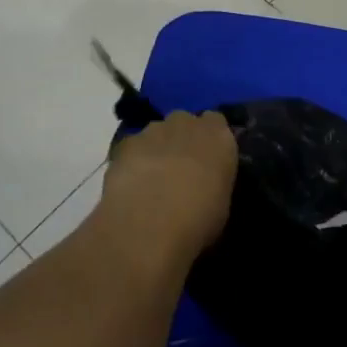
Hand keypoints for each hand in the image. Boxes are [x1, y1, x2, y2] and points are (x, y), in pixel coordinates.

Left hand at [101, 111, 238, 258]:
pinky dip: (132, 161)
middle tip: (180, 169)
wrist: (149, 225)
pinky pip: (132, 147)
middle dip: (182, 139)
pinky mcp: (125, 144)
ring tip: (151, 181)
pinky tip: (130, 185)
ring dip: (156, 149)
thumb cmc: (197, 220)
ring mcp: (153, 130)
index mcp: (218, 136)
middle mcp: (187, 124)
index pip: (216, 122)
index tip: (207, 160)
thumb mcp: (221, 204)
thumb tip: (204, 183)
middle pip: (185, 122)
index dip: (209, 140)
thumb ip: (214, 181)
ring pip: (157, 132)